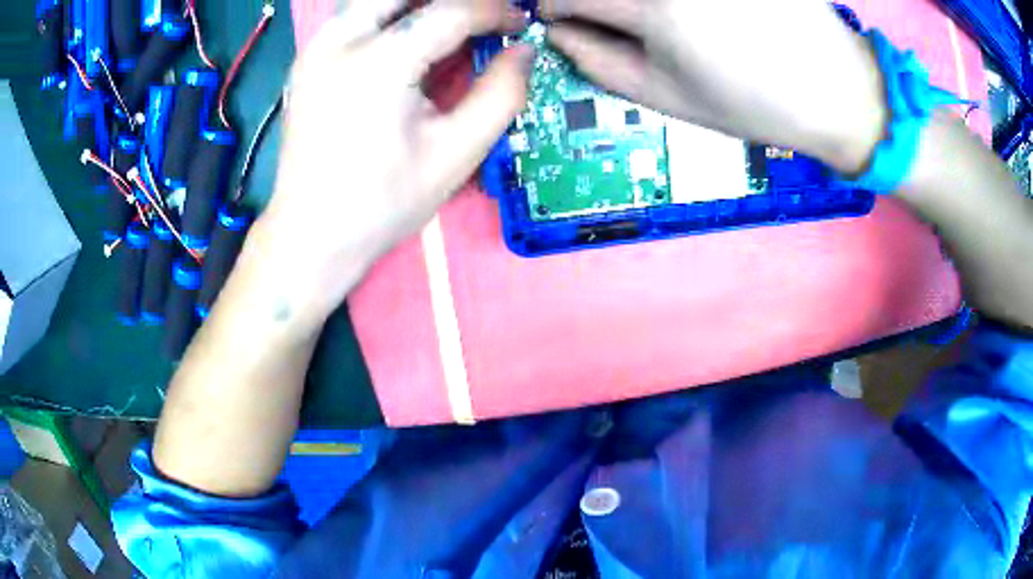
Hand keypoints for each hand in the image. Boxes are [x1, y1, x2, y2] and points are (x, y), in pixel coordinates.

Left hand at [252, 0, 532, 324]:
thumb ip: (500, 94)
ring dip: (418, 5)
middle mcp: (339, 42)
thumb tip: (523, 51)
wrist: (311, 235)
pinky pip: (355, 16)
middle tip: (480, 21)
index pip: (449, 11)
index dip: (493, 12)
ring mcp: (315, 48)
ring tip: (450, 28)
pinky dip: (390, 16)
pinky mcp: (307, 60)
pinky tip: (410, 40)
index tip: (519, 25)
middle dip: (451, 1)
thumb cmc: (383, 203)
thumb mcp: (455, 154)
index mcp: (377, 65)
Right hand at [543, 0, 887, 173]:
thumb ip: (599, 62)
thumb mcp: (668, 98)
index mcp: (656, 11)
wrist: (835, 91)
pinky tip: (693, 16)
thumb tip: (558, 33)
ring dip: (637, 2)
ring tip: (657, 21)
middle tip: (604, 15)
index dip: (553, 5)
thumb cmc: (753, 105)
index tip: (560, 17)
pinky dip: (677, 3)